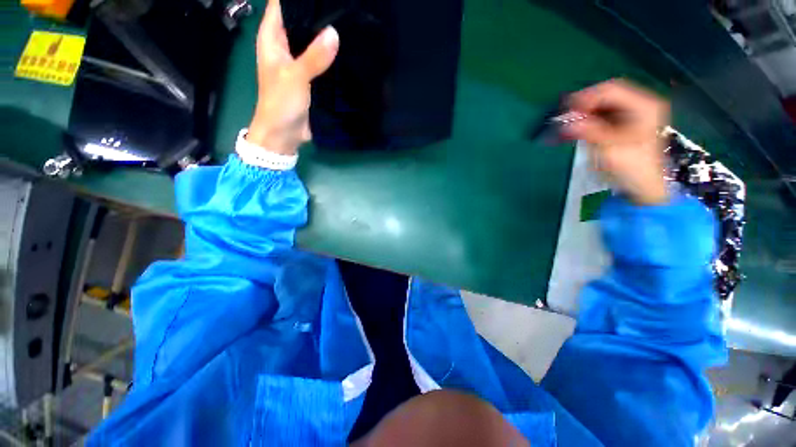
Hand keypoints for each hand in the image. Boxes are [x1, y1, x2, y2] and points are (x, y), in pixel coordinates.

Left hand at [246, 0, 338, 154]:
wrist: (284, 134)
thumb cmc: (281, 103)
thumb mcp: (295, 77)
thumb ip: (314, 56)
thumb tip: (334, 33)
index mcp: (272, 38)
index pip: (281, 5)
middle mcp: (283, 46)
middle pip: (299, 20)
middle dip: (317, 13)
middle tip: (341, 7)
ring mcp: (297, 62)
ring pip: (310, 40)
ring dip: (324, 34)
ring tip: (345, 23)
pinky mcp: (308, 78)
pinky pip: (319, 60)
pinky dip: (329, 55)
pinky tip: (343, 50)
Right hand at [563, 79, 669, 204]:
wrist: (643, 187)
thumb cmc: (630, 168)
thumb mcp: (608, 149)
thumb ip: (588, 131)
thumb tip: (564, 121)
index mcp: (644, 106)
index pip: (611, 90)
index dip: (586, 97)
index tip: (565, 110)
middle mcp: (640, 104)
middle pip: (606, 94)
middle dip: (583, 104)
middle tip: (563, 116)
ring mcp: (633, 113)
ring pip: (602, 104)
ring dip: (582, 112)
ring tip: (565, 123)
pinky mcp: (624, 123)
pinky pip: (601, 115)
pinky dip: (586, 120)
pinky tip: (574, 127)